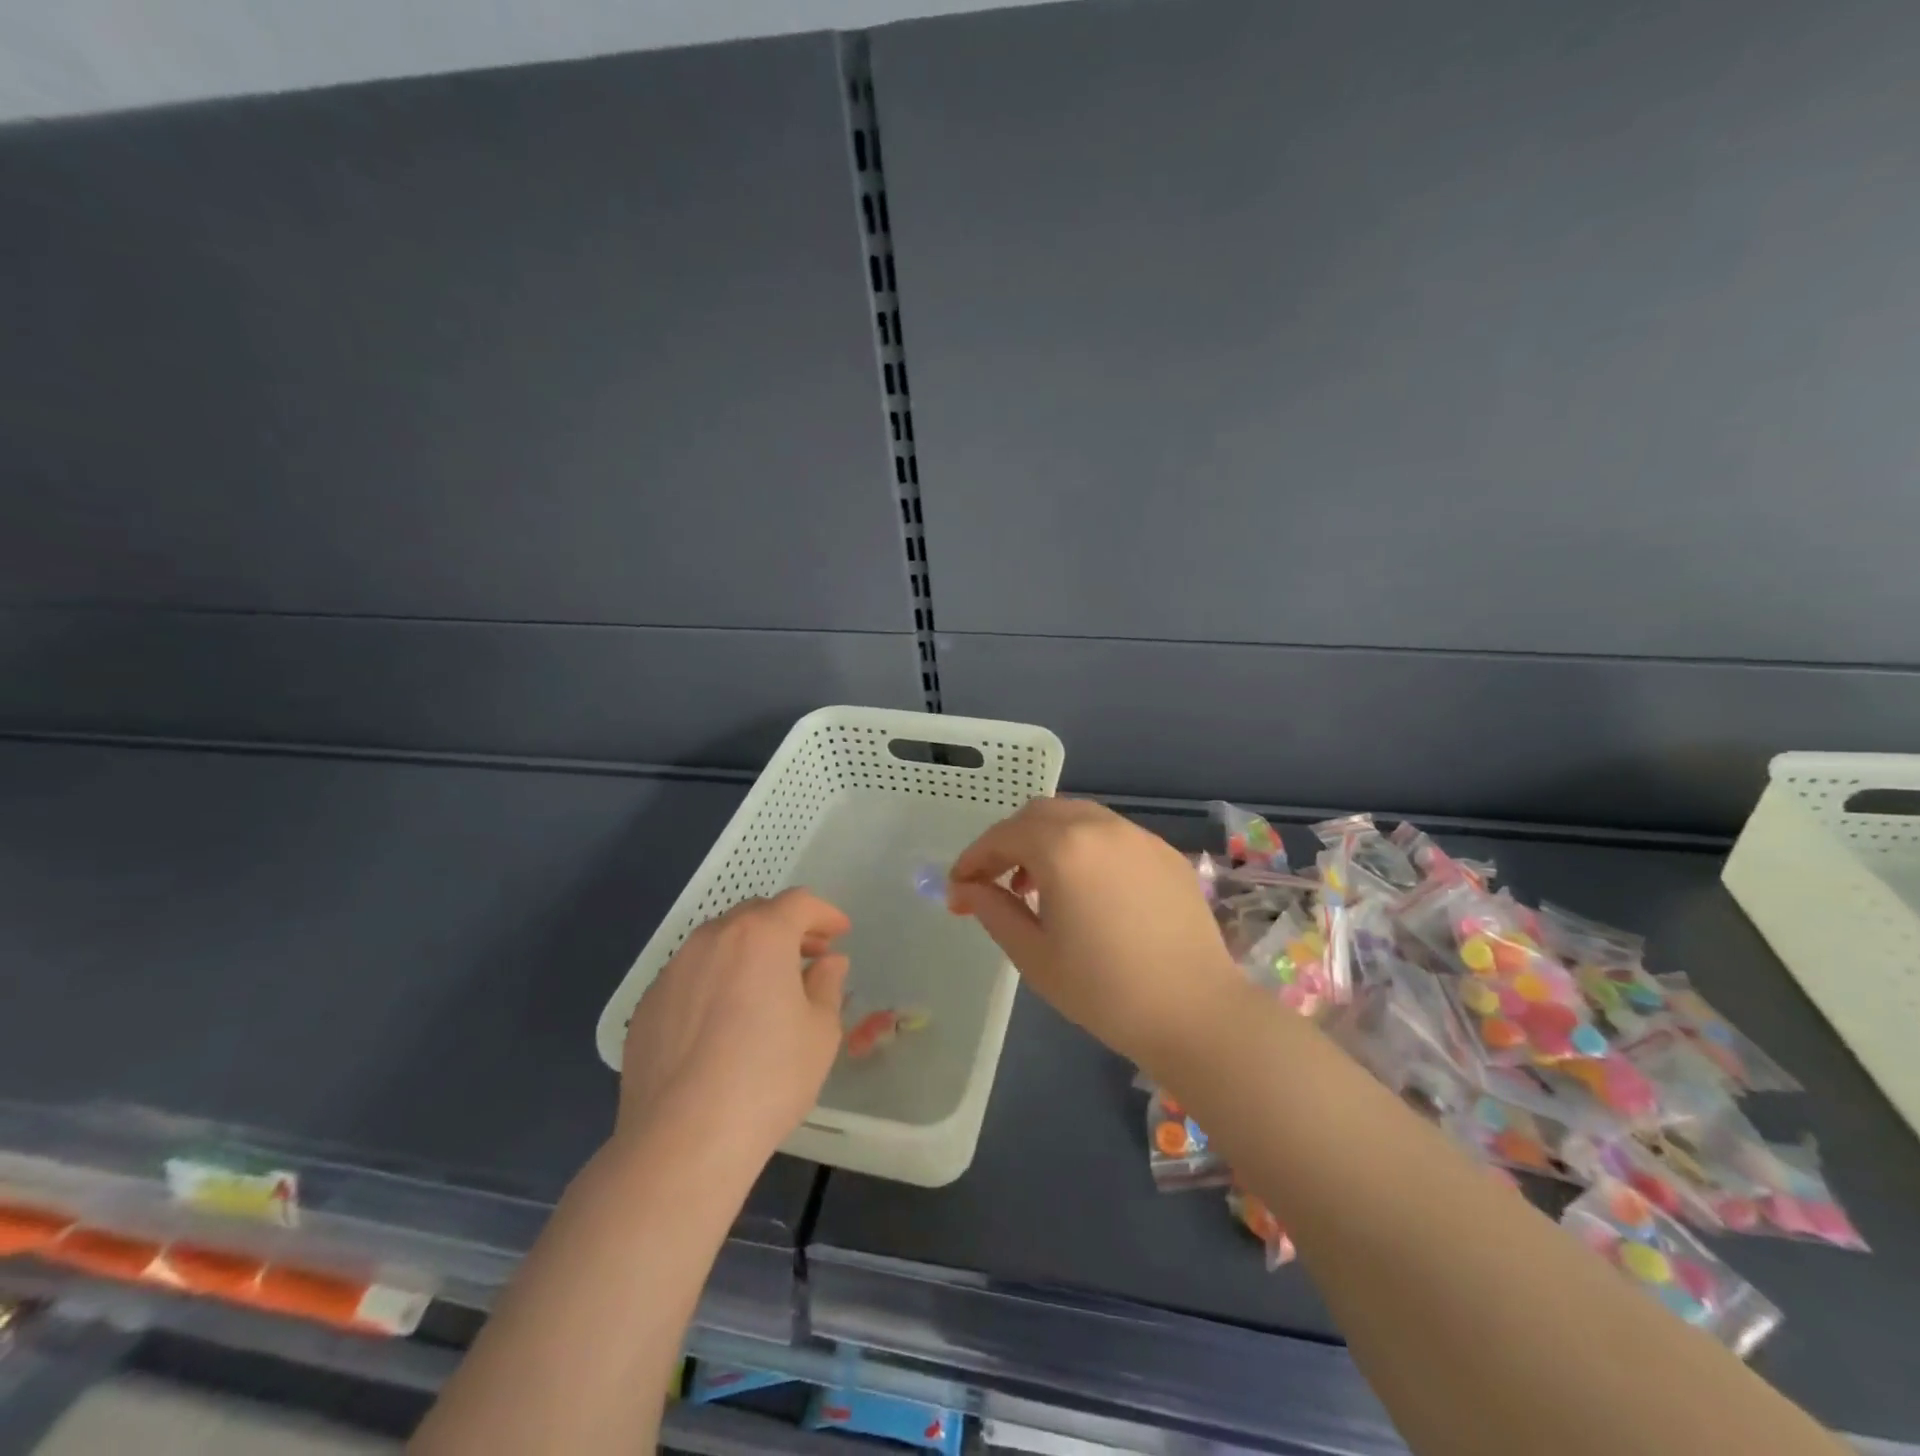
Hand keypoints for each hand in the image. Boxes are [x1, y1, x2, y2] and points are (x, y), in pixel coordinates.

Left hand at [617, 889, 851, 1158]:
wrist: (682, 1140)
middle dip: (786, 928)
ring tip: (765, 987)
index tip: (840, 932)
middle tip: (808, 955)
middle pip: (755, 914)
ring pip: (719, 942)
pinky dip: (715, 980)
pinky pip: (691, 976)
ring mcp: (673, 970)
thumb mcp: (821, 1031)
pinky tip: (723, 1022)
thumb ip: (827, 984)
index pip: (799, 903)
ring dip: (748, 952)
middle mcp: (712, 939)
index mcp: (760, 935)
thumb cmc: (768, 1078)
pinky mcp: (648, 1005)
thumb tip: (827, 962)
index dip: (824, 913)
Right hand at [947, 798, 1238, 1069]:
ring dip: (1047, 840)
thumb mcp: (1034, 955)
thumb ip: (993, 910)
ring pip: (1077, 817)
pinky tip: (1087, 890)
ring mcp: (1137, 836)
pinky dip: (1084, 847)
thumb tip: (965, 889)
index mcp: (1063, 848)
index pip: (1003, 836)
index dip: (974, 858)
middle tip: (996, 881)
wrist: (1195, 1012)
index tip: (958, 886)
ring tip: (1039, 885)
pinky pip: (1111, 834)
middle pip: (1038, 814)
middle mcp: (1100, 827)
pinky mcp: (1165, 852)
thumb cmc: (1104, 990)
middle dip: (1009, 841)